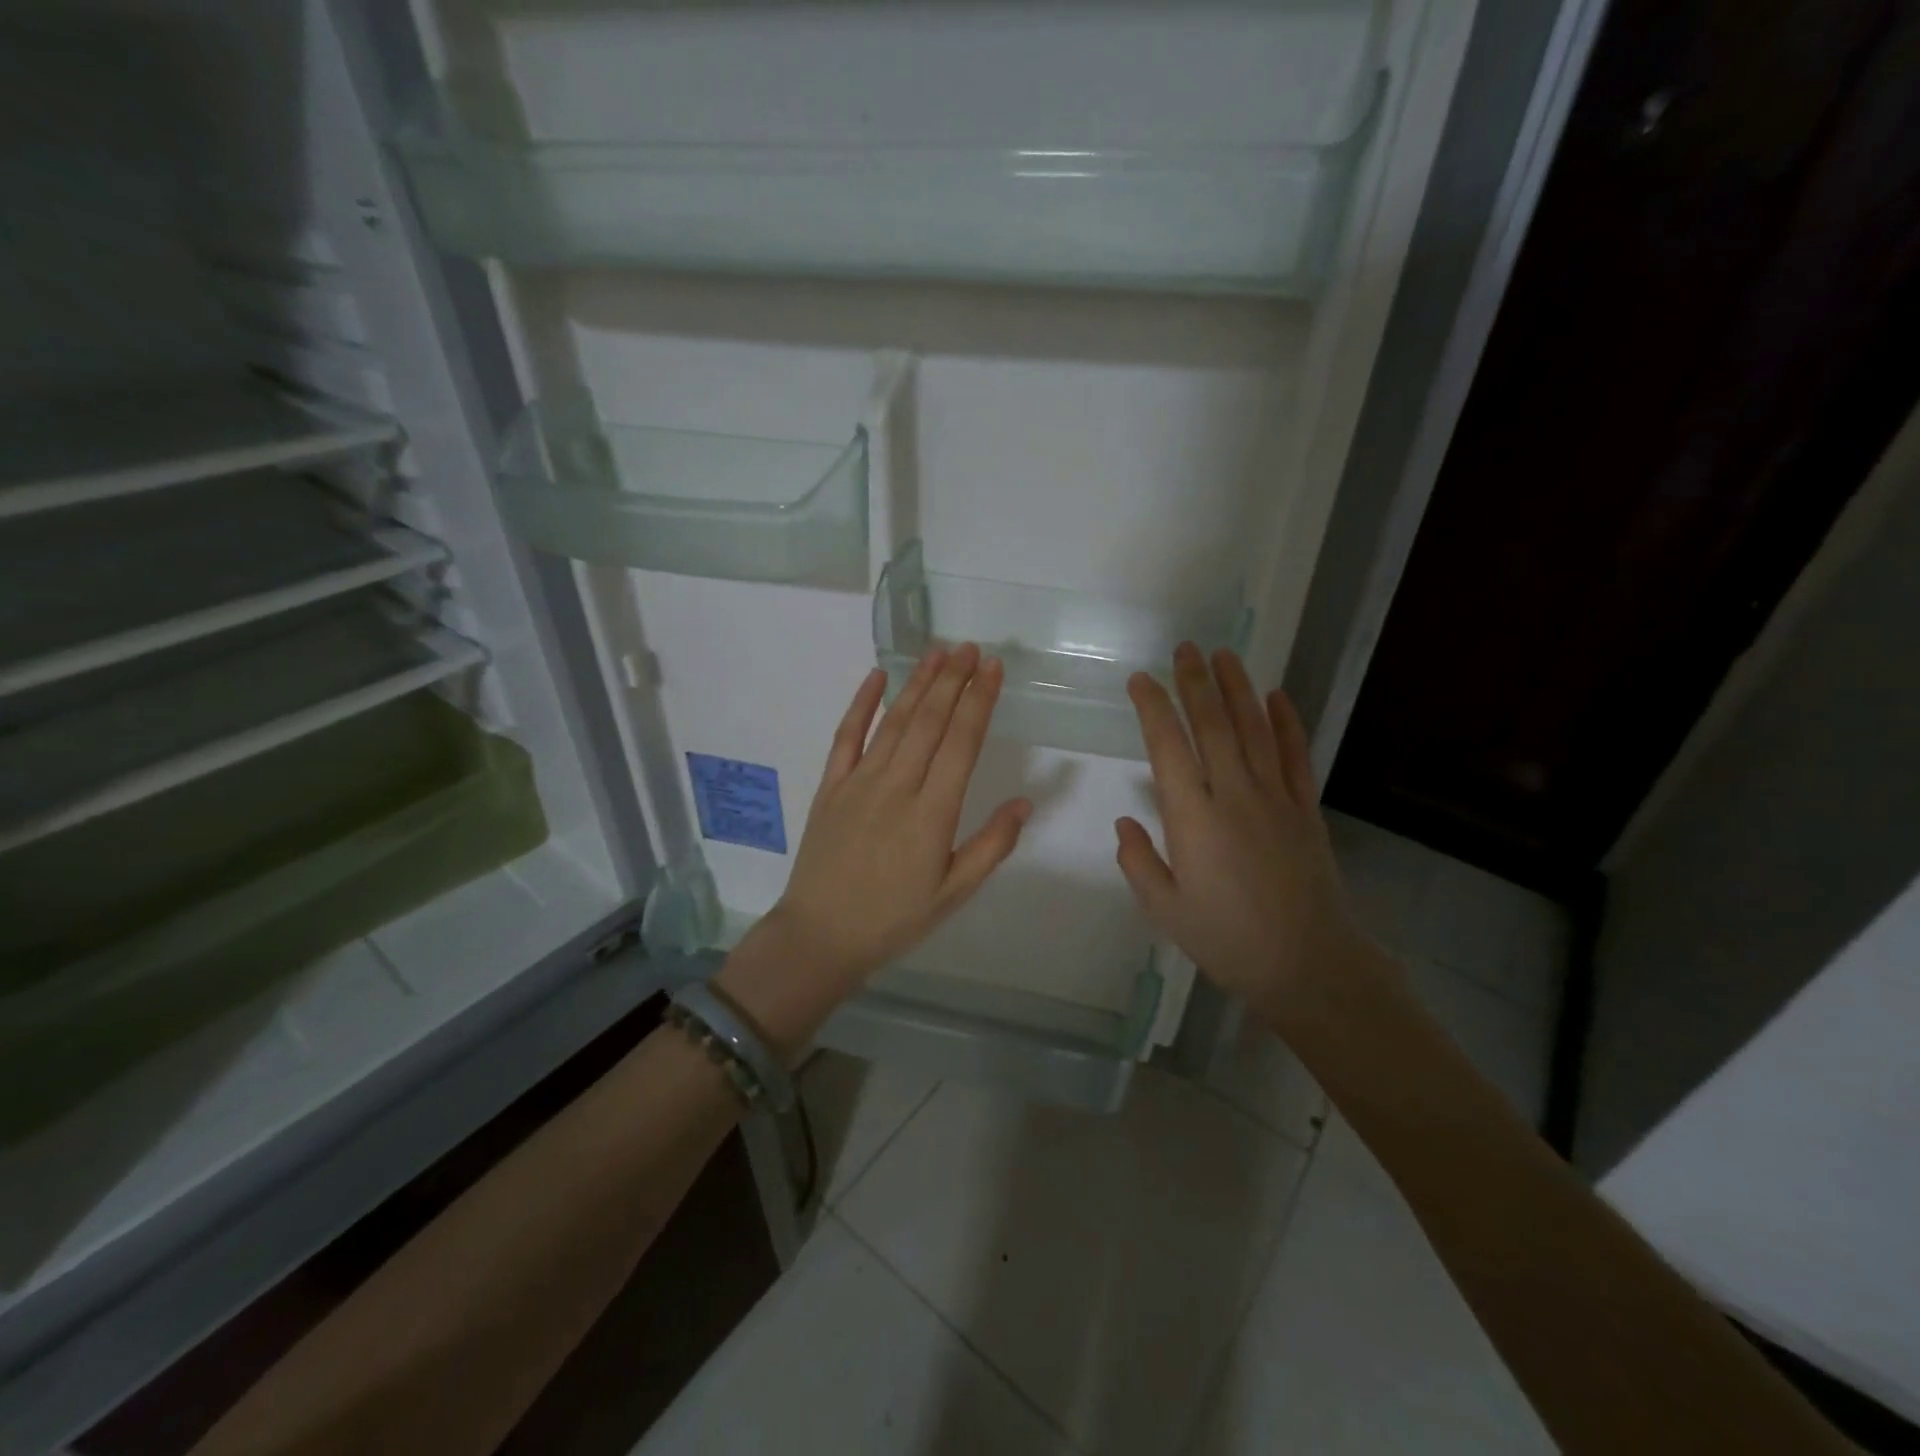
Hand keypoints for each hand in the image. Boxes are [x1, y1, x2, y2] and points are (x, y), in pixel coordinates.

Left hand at [720, 645, 1030, 1049]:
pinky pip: (846, 736)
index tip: (993, 668)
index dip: (979, 701)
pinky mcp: (830, 786)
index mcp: (932, 813)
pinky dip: (861, 704)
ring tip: (938, 653)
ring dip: (917, 683)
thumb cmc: (893, 919)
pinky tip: (876, 677)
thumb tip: (1024, 802)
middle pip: (929, 721)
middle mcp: (897, 787)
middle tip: (970, 648)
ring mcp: (859, 782)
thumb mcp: (953, 893)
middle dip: (953, 680)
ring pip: (894, 722)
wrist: (819, 936)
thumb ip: (991, 845)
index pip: (961, 743)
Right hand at [1115, 644, 1376, 1023]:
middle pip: (1213, 726)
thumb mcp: (1166, 910)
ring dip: (1238, 689)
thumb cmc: (1227, 940)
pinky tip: (1277, 696)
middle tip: (1184, 649)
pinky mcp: (1306, 810)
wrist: (1308, 966)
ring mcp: (1276, 799)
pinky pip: (1296, 756)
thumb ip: (1140, 862)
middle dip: (1195, 683)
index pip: (1168, 747)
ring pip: (1255, 730)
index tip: (1141, 680)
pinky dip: (1287, 723)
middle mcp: (1234, 796)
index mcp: (1193, 819)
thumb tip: (1125, 821)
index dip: (1154, 708)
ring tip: (1225, 655)